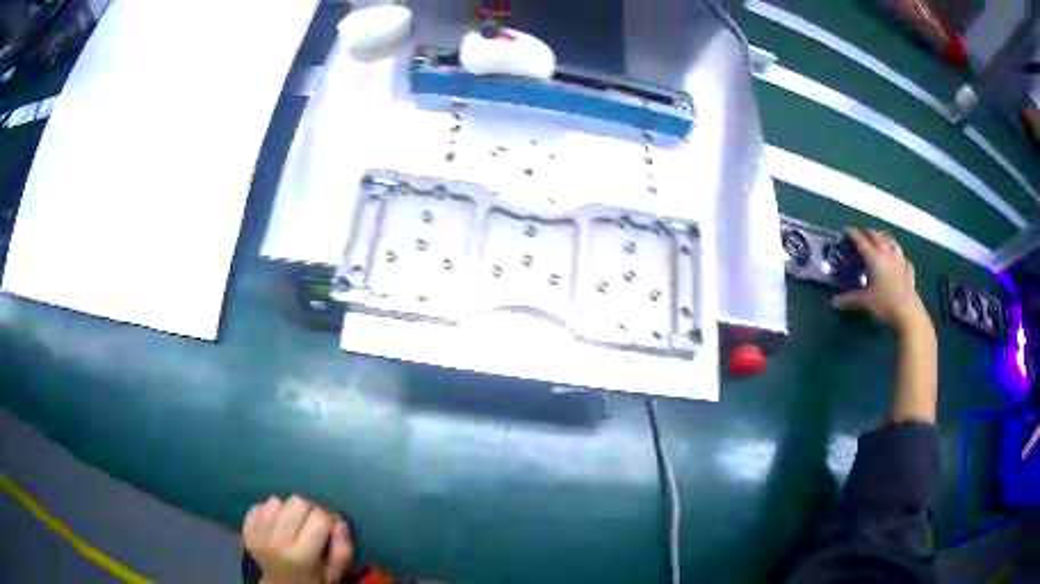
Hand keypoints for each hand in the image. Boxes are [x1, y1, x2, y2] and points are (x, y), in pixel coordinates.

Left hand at [243, 495, 352, 583]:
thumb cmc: (313, 580)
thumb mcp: (335, 573)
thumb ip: (343, 550)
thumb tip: (339, 523)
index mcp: (302, 556)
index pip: (320, 517)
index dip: (330, 517)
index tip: (332, 525)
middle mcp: (276, 543)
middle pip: (297, 502)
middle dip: (309, 509)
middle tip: (313, 523)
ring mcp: (258, 536)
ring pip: (276, 501)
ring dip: (288, 509)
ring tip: (293, 524)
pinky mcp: (246, 531)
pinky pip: (259, 505)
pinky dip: (270, 511)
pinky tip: (277, 525)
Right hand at [832, 228, 929, 332]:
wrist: (908, 314)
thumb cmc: (885, 304)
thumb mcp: (864, 302)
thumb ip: (849, 299)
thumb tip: (834, 301)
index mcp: (874, 258)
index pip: (861, 241)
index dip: (853, 234)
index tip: (846, 231)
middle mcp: (887, 254)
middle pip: (877, 236)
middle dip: (868, 232)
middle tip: (861, 234)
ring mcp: (900, 261)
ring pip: (892, 242)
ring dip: (884, 237)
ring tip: (880, 238)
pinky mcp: (908, 271)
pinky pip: (903, 258)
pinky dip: (899, 255)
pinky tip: (899, 259)